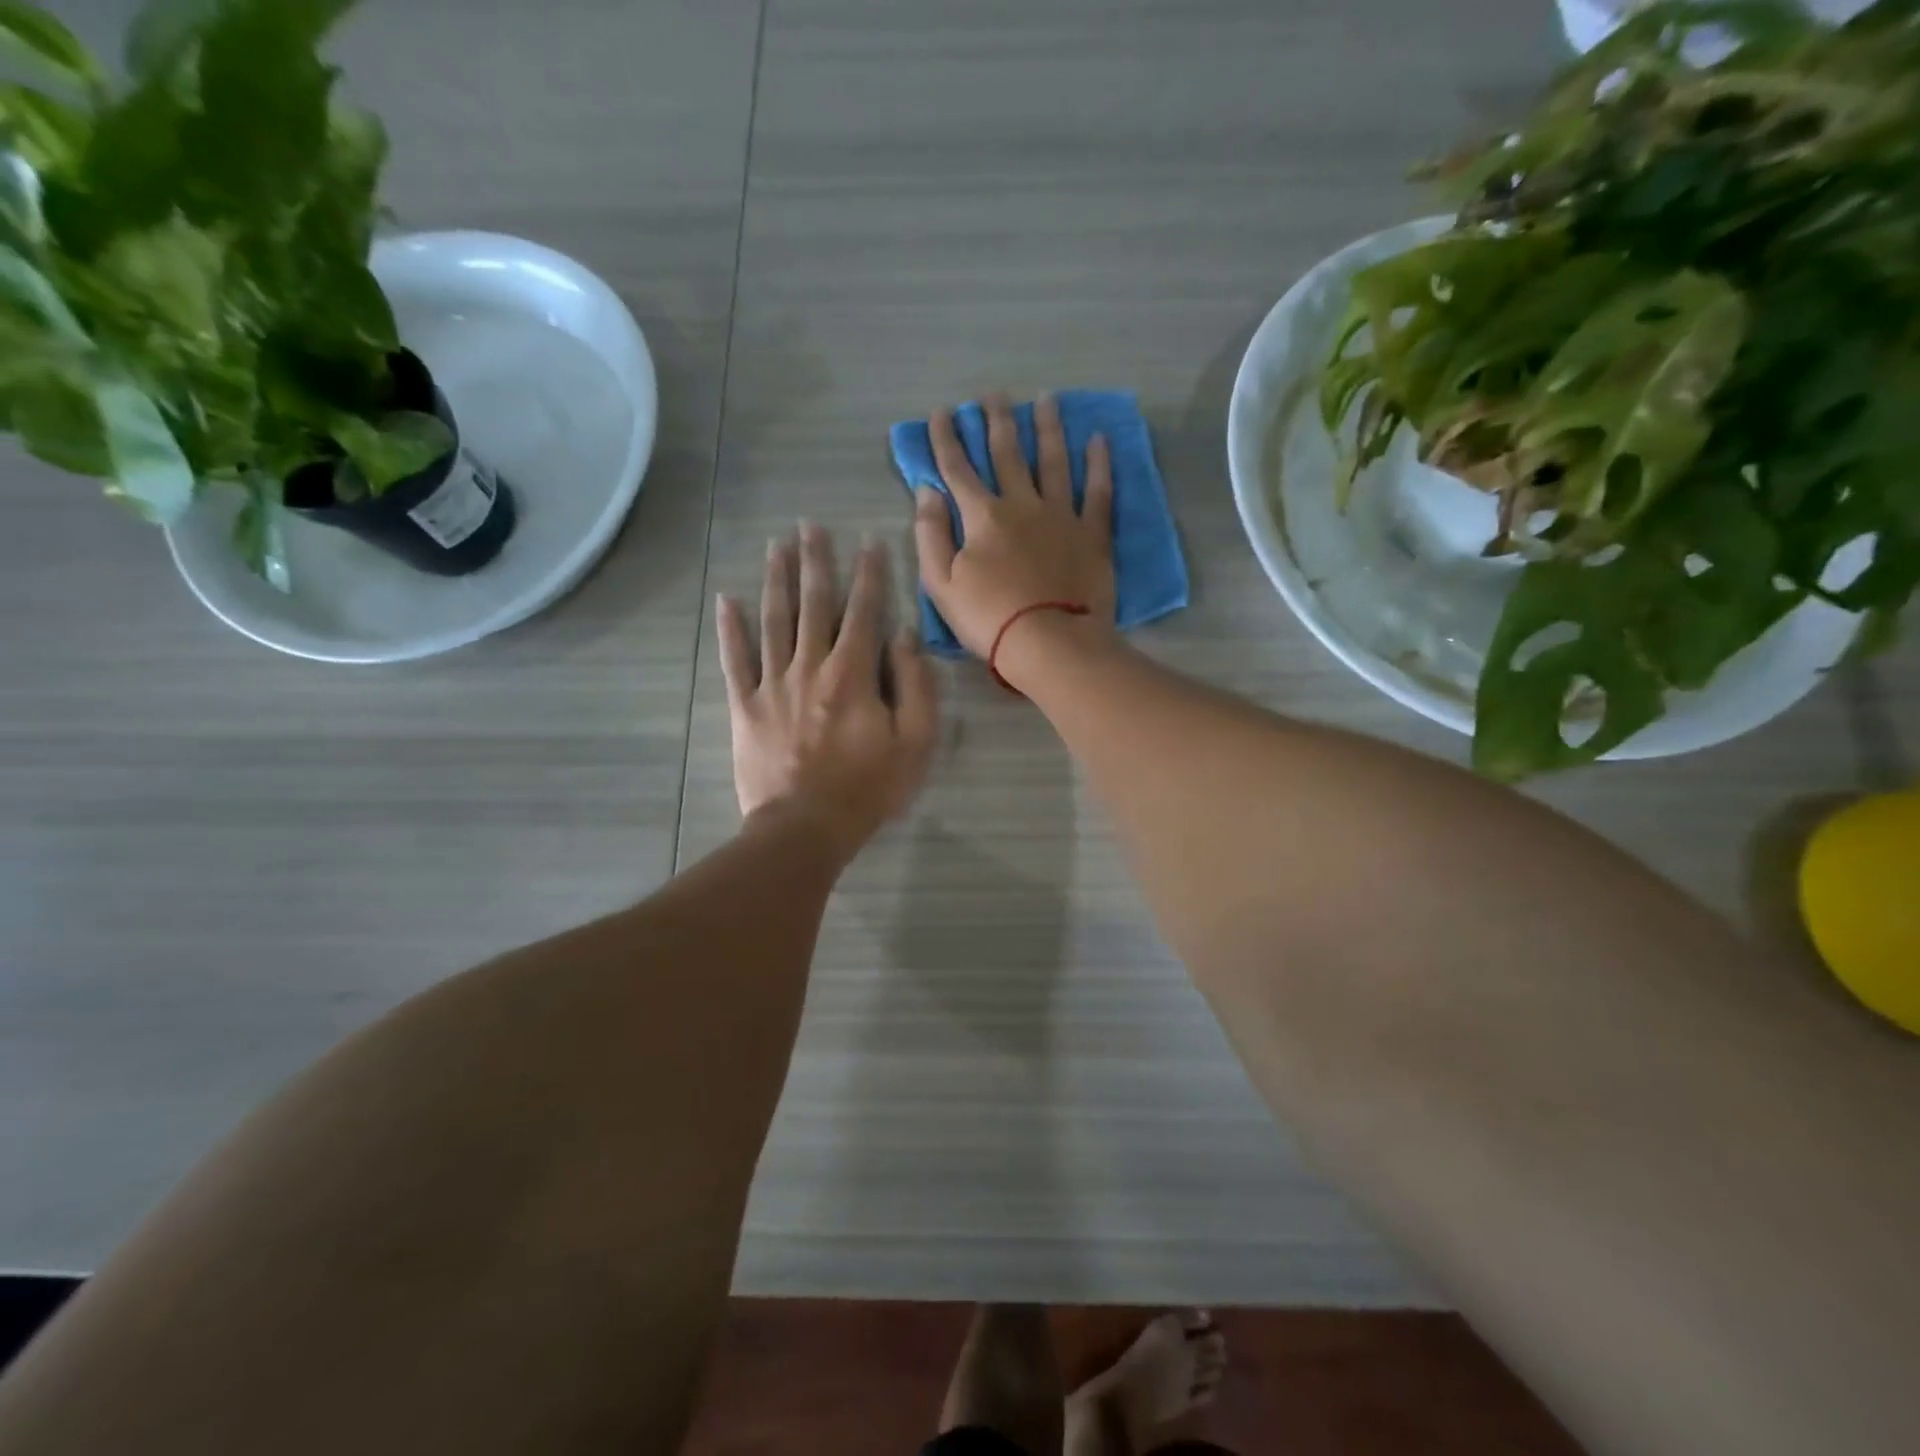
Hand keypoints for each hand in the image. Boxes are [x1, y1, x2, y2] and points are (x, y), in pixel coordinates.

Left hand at [717, 524, 938, 858]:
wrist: (804, 828)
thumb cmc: (868, 789)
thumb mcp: (915, 743)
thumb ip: (915, 686)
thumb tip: (905, 637)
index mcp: (853, 675)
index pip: (864, 612)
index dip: (869, 574)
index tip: (868, 540)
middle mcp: (810, 667)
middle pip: (813, 605)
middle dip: (815, 562)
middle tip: (810, 526)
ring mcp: (772, 685)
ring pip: (774, 621)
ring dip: (776, 581)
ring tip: (776, 546)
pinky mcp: (745, 707)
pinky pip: (735, 661)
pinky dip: (730, 629)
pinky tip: (727, 600)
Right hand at [913, 391, 1116, 662]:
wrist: (1049, 643)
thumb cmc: (989, 618)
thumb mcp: (941, 584)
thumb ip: (930, 534)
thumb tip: (927, 491)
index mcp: (982, 516)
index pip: (958, 469)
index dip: (946, 439)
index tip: (940, 413)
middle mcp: (1022, 504)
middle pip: (1007, 454)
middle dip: (997, 421)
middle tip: (993, 394)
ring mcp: (1061, 515)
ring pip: (1053, 461)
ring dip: (1047, 428)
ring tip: (1045, 400)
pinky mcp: (1092, 533)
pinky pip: (1098, 491)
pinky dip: (1098, 463)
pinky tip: (1099, 439)